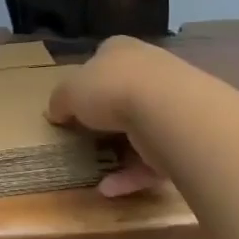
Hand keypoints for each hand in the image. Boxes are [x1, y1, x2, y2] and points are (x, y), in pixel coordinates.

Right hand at [46, 35, 169, 197]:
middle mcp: (150, 71)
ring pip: (141, 128)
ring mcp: (171, 105)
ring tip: (95, 166)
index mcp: (121, 51)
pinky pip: (152, 159)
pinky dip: (130, 175)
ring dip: (120, 150)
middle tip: (84, 135)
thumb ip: (60, 101)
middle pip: (124, 93)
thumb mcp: (69, 91)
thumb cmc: (112, 89)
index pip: (103, 59)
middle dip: (107, 115)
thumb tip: (55, 112)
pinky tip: (108, 188)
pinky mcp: (183, 138)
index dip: (87, 80)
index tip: (73, 103)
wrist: (168, 111)